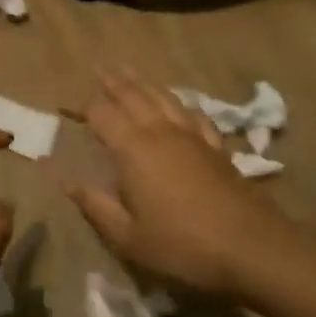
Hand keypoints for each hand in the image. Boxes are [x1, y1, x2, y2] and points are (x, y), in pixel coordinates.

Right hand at [67, 72, 292, 299]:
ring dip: (145, 84)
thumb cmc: (180, 246)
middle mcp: (161, 132)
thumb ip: (95, 205)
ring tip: (131, 74)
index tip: (68, 108)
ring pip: (164, 98)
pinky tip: (180, 104)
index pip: (102, 115)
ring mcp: (193, 136)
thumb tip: (65, 180)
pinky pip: (194, 114)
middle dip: (114, 83)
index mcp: (133, 149)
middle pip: (134, 96)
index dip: (83, 108)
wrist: (250, 247)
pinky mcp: (217, 147)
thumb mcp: (127, 236)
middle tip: (101, 69)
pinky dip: (180, 103)